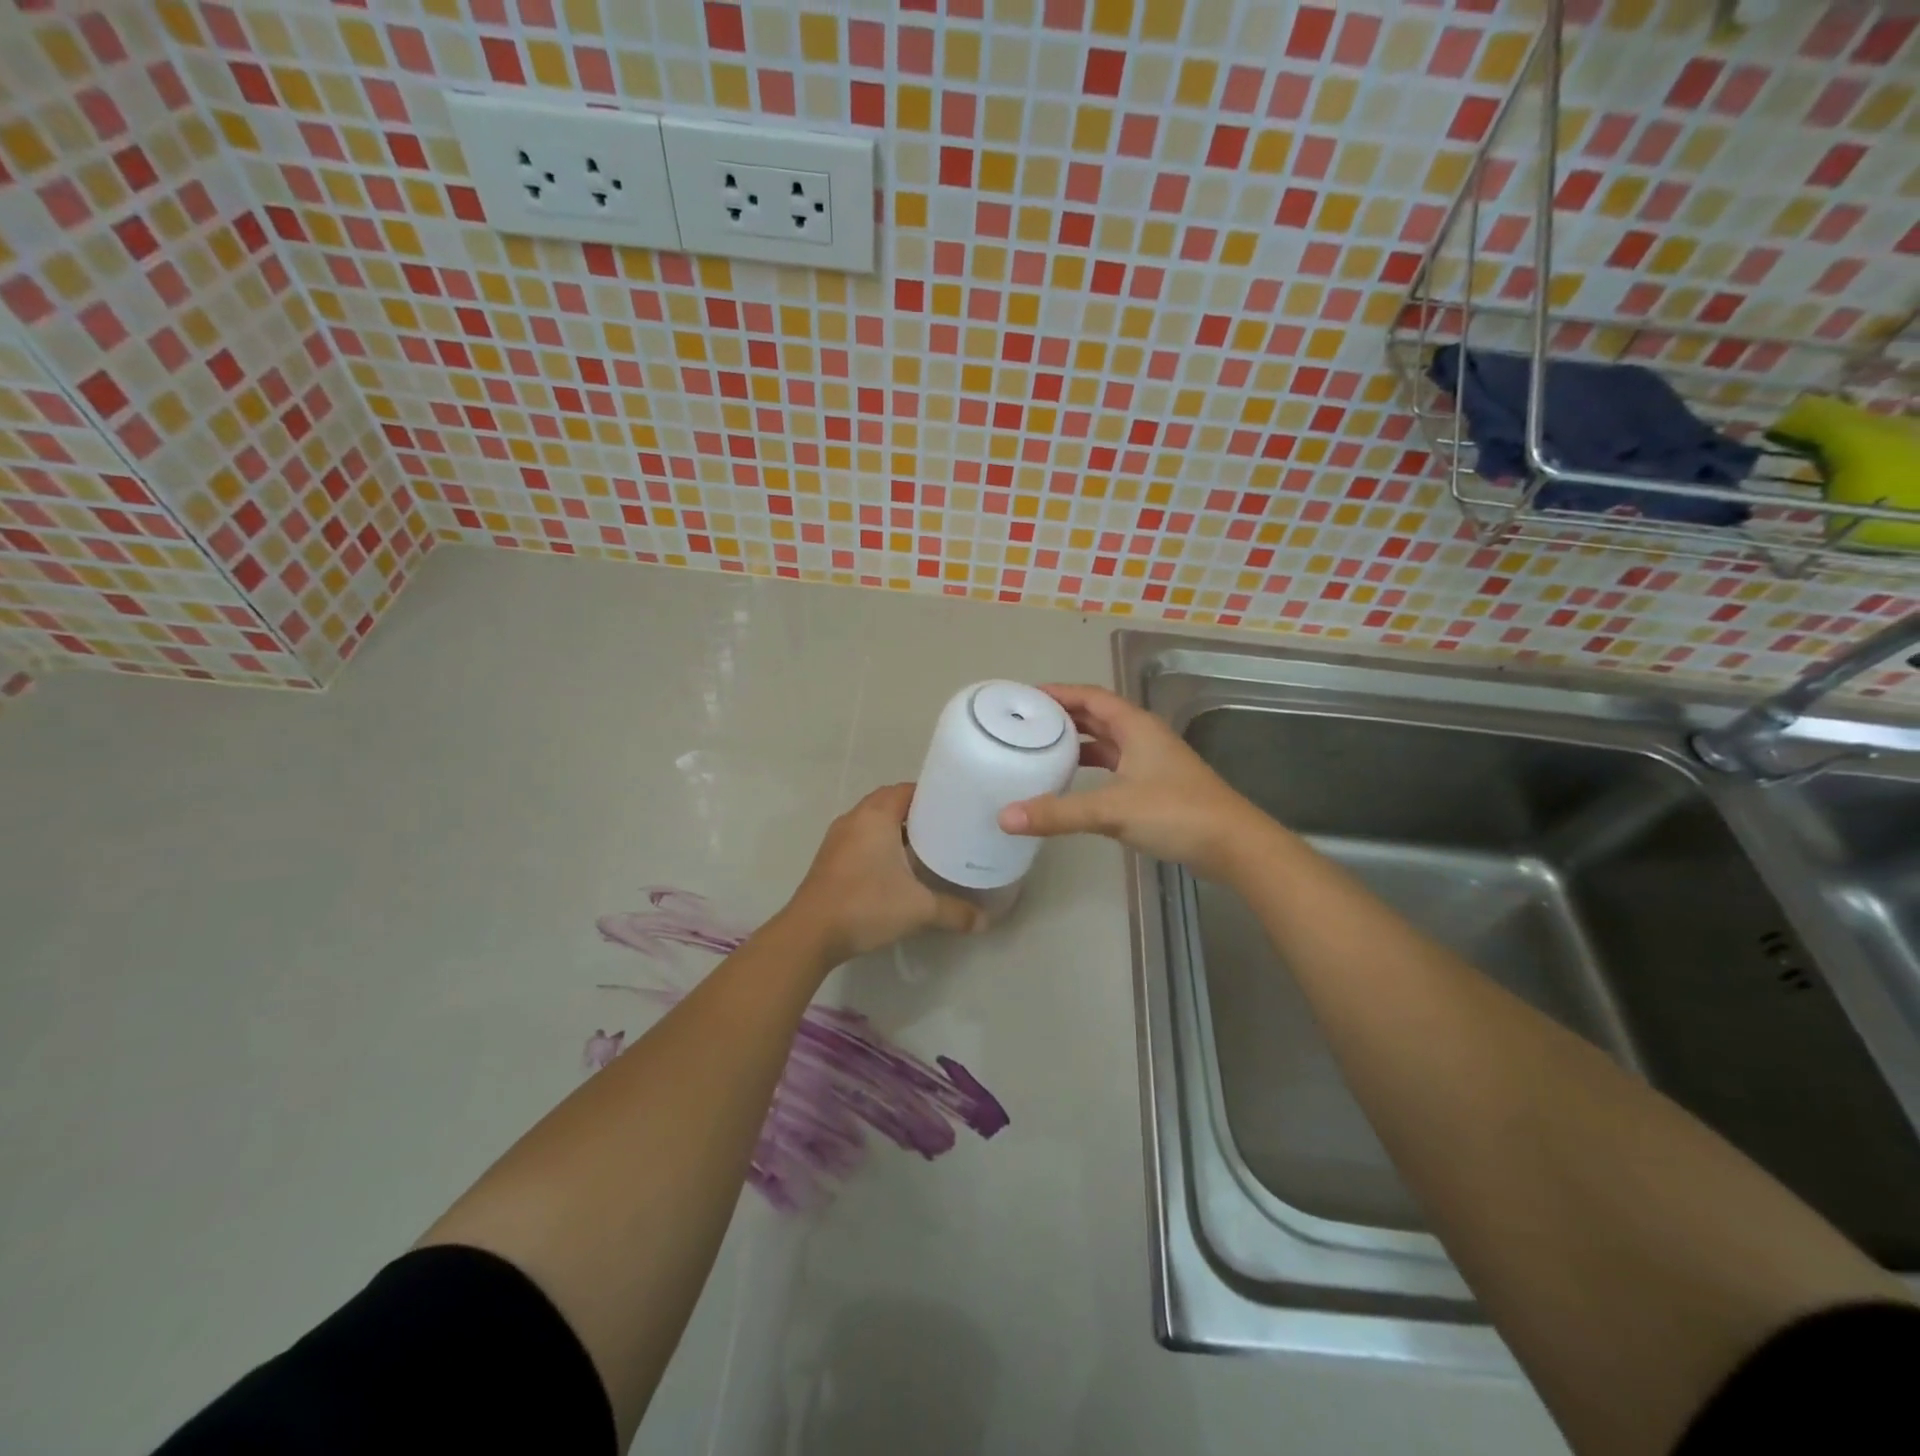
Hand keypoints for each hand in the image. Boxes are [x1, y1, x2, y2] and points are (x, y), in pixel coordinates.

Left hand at [783, 783, 982, 963]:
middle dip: (916, 812)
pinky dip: (879, 844)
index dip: (931, 795)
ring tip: (925, 846)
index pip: (907, 789)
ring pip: (872, 821)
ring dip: (895, 829)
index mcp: (875, 815)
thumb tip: (985, 921)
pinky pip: (860, 839)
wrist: (811, 933)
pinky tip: (896, 868)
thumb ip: (955, 911)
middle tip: (945, 827)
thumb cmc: (866, 905)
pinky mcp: (829, 858)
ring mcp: (837, 838)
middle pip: (889, 802)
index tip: (954, 807)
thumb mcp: (919, 908)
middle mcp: (854, 818)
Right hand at [996, 684, 1269, 879]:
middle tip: (1026, 722)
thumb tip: (1005, 817)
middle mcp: (1144, 737)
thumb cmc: (1175, 813)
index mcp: (1136, 726)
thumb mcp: (1111, 810)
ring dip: (1078, 742)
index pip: (1091, 696)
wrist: (1233, 845)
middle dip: (1064, 716)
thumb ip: (1058, 813)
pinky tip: (1074, 783)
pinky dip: (1092, 768)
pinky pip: (1115, 766)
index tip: (1026, 697)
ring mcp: (1152, 762)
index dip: (1060, 692)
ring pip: (1108, 742)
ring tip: (1042, 748)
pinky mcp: (1156, 787)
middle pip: (1098, 715)